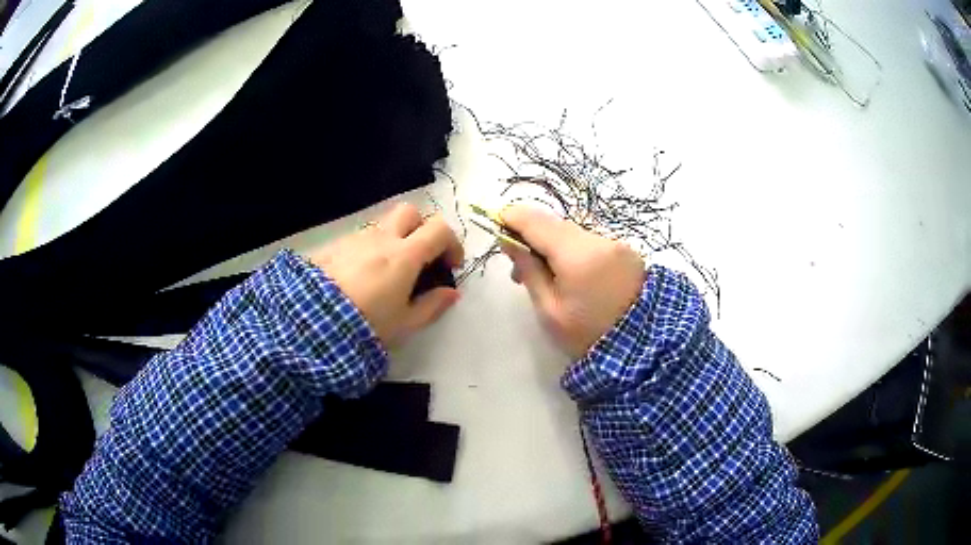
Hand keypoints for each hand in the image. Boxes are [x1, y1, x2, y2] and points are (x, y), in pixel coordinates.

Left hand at [309, 203, 463, 347]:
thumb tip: (451, 292)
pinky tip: (360, 278)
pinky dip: (369, 251)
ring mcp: (355, 239)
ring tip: (386, 275)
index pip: (439, 229)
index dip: (452, 243)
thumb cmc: (365, 324)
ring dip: (393, 241)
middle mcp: (381, 238)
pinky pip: (359, 240)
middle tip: (421, 257)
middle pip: (410, 212)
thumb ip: (432, 305)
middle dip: (422, 229)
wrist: (311, 322)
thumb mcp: (404, 323)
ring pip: (382, 226)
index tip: (450, 266)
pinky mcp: (334, 246)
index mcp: (404, 255)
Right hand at [501, 205, 645, 359]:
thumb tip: (510, 241)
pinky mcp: (625, 251)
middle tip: (518, 268)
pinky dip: (572, 251)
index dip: (512, 218)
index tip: (496, 226)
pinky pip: (589, 241)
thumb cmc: (587, 334)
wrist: (642, 347)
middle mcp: (598, 239)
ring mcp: (615, 243)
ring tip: (544, 277)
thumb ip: (529, 270)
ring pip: (571, 232)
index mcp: (577, 254)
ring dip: (551, 245)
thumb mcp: (550, 309)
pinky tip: (569, 274)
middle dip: (531, 236)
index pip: (536, 220)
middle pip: (554, 224)